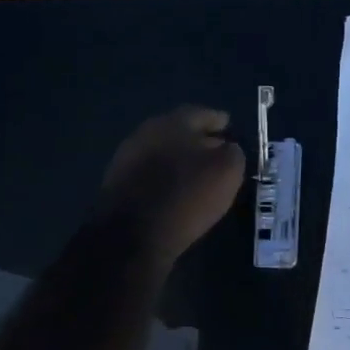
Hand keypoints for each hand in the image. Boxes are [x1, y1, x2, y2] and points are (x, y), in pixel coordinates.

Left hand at [98, 107, 246, 261]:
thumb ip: (232, 152)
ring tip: (199, 173)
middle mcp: (146, 133)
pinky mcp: (117, 185)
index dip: (217, 120)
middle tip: (216, 150)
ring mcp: (127, 159)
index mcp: (172, 122)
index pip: (201, 114)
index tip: (228, 126)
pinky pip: (150, 173)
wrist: (131, 236)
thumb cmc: (186, 195)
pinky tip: (177, 190)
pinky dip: (165, 177)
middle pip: (178, 131)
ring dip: (180, 159)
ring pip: (163, 152)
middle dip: (198, 139)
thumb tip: (227, 148)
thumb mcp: (227, 171)